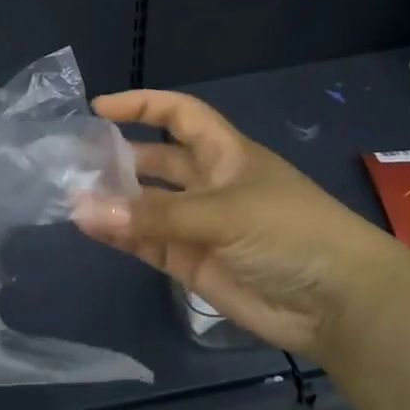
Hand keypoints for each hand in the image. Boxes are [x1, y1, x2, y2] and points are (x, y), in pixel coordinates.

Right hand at [72, 91, 409, 362]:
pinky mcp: (191, 263)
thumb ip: (154, 214)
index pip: (178, 115)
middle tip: (74, 161)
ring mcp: (198, 225)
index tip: (99, 107)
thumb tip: (83, 208)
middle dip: (119, 157)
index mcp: (225, 154)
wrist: (338, 304)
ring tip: (71, 195)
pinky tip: (90, 227)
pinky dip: (120, 234)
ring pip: (146, 204)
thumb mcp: (223, 212)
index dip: (142, 105)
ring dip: (114, 199)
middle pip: (156, 160)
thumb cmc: (290, 232)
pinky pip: (146, 242)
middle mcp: (208, 184)